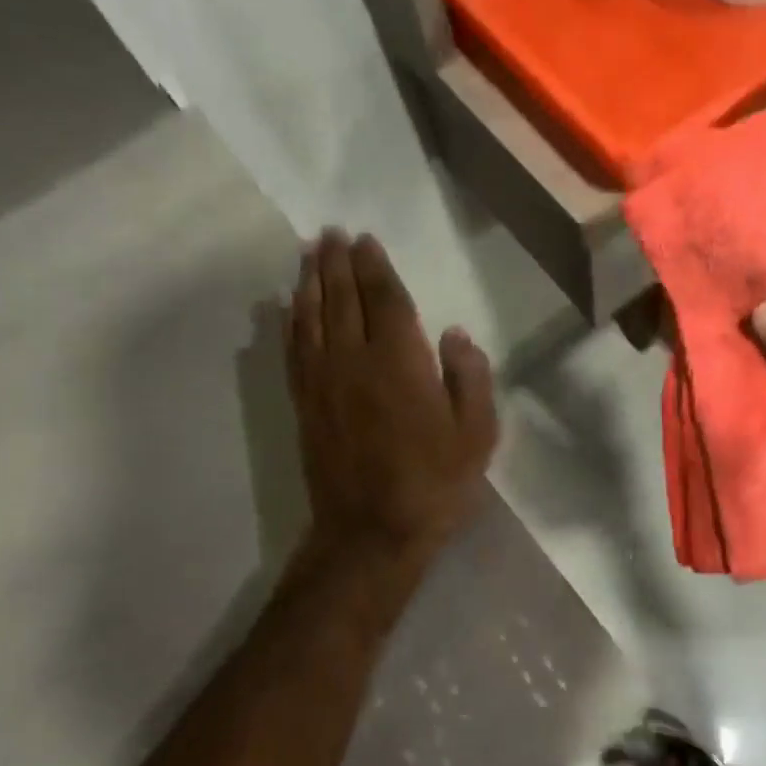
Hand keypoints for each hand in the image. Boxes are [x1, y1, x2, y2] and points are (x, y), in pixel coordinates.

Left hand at [285, 229, 497, 557]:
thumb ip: (470, 378)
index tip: (365, 241)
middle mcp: (354, 361)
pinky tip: (289, 307)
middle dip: (336, 263)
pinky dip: (290, 321)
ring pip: (311, 318)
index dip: (374, 267)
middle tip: (331, 233)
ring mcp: (323, 382)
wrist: (371, 532)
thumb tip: (455, 334)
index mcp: (400, 362)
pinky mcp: (305, 405)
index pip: (384, 299)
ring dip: (309, 282)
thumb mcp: (476, 434)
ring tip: (309, 254)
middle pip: (341, 299)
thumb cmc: (434, 483)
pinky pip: (294, 351)